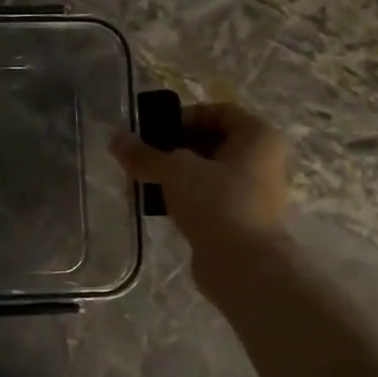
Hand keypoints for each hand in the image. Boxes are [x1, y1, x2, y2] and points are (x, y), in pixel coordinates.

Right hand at [109, 102, 289, 272]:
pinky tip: (160, 204)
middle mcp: (262, 159)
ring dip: (177, 173)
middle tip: (144, 156)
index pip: (218, 111)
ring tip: (146, 180)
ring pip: (208, 171)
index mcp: (258, 137)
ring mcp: (253, 191)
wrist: (243, 265)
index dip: (184, 117)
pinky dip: (185, 195)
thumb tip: (115, 139)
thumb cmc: (216, 203)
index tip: (154, 132)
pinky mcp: (240, 217)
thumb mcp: (174, 171)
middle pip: (212, 141)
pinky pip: (209, 196)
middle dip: (175, 146)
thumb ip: (144, 154)